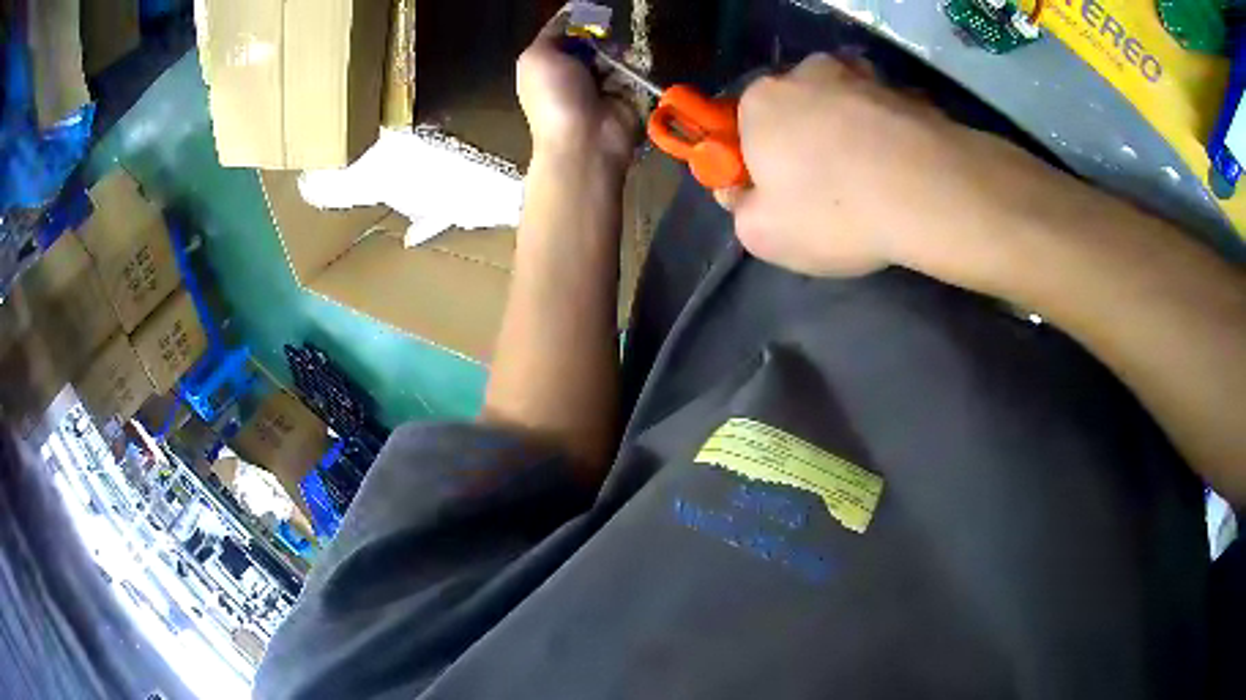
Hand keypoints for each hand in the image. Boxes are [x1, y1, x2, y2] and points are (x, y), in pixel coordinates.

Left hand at [517, 12, 639, 167]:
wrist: (585, 140)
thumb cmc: (555, 96)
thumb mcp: (537, 57)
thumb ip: (550, 33)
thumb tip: (570, 14)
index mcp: (548, 65)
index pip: (564, 33)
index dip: (575, 22)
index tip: (587, 15)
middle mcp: (573, 73)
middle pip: (593, 40)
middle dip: (599, 38)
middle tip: (598, 46)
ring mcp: (602, 83)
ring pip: (616, 52)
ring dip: (616, 54)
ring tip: (612, 65)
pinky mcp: (628, 93)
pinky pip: (634, 69)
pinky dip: (631, 69)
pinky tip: (624, 77)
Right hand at [729, 54, 1068, 278]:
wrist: (928, 192)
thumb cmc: (833, 212)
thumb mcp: (760, 234)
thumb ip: (738, 207)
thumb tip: (741, 189)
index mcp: (760, 101)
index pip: (739, 127)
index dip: (752, 162)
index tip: (771, 192)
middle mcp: (806, 74)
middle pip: (793, 110)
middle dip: (800, 143)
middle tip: (824, 190)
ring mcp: (861, 76)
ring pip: (841, 106)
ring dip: (846, 133)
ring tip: (869, 180)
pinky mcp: (906, 90)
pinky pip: (882, 113)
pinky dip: (884, 134)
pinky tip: (899, 170)